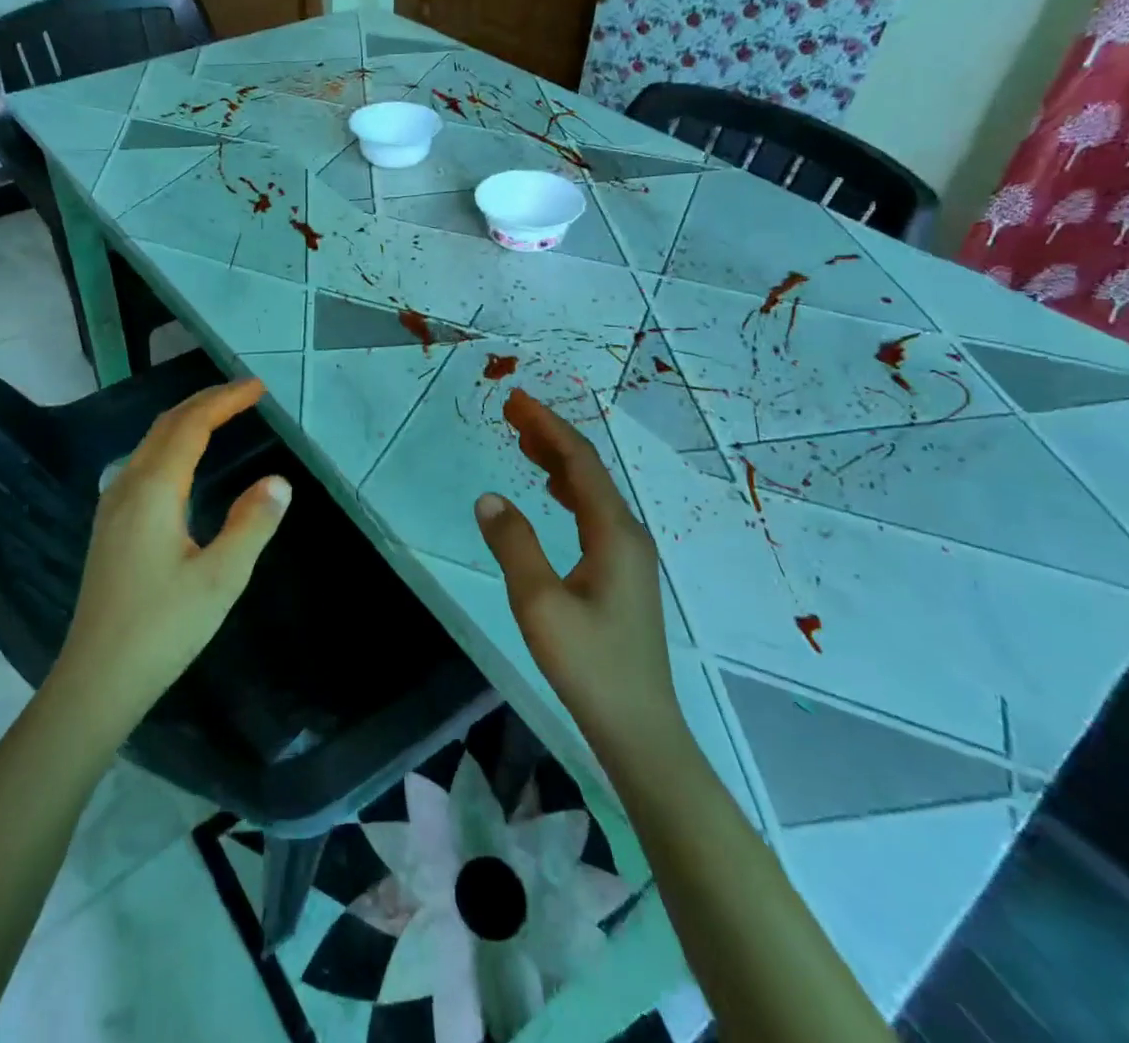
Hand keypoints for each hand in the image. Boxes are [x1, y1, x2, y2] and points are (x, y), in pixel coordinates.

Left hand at [52, 378, 290, 732]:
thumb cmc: (163, 628)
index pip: (191, 426)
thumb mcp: (221, 578)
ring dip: (186, 421)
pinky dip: (172, 444)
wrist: (98, 679)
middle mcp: (127, 487)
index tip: (259, 387)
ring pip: (151, 443)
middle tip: (245, 394)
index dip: (225, 400)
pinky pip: (143, 464)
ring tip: (222, 417)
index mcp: (153, 491)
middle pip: (166, 426)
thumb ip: (252, 524)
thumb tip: (279, 481)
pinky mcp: (110, 527)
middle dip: (206, 402)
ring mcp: (112, 506)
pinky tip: (184, 464)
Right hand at [473, 388, 683, 751]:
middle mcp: (628, 533)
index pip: (579, 461)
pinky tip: (550, 491)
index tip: (515, 401)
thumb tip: (489, 497)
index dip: (547, 426)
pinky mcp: (622, 573)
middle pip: (589, 469)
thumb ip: (513, 545)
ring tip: (523, 441)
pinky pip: (593, 512)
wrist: (638, 727)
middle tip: (512, 412)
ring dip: (557, 459)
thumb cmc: (589, 664)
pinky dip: (567, 488)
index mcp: (614, 532)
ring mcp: (629, 554)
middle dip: (550, 435)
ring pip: (592, 490)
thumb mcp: (539, 604)